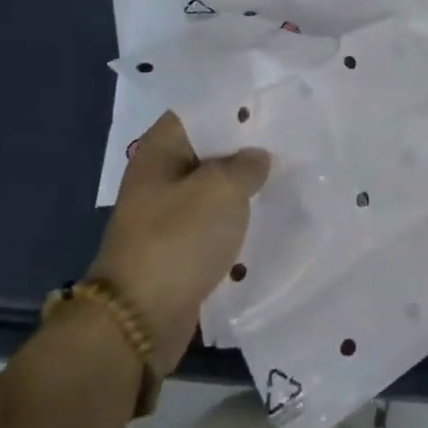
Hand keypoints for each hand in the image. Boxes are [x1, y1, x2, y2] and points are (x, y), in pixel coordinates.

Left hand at [91, 111, 268, 373]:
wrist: (139, 320)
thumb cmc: (178, 239)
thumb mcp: (222, 188)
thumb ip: (247, 164)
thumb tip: (256, 158)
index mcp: (160, 150)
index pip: (200, 110)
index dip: (235, 107)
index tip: (272, 107)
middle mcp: (159, 176)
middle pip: (209, 150)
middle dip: (246, 148)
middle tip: (288, 143)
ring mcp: (166, 214)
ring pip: (214, 188)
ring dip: (244, 188)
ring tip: (286, 179)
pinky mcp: (177, 247)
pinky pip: (213, 223)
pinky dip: (235, 221)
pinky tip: (267, 218)